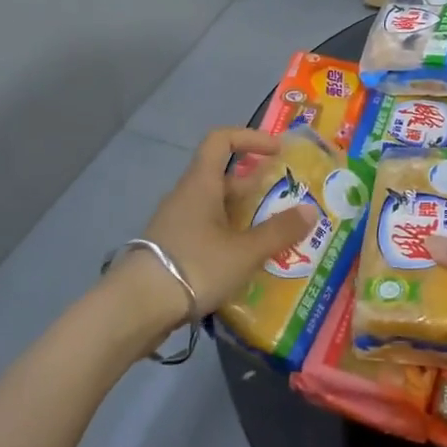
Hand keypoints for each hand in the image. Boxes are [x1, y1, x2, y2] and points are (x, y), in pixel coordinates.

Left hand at [128, 127, 317, 327]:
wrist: (136, 309)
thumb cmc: (194, 266)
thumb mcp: (245, 251)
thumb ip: (279, 231)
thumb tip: (311, 211)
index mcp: (201, 183)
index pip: (221, 140)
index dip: (250, 138)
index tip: (277, 152)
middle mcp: (187, 196)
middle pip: (223, 178)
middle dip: (256, 188)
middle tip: (286, 204)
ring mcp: (175, 224)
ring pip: (216, 209)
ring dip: (244, 218)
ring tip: (274, 238)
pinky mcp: (171, 250)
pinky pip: (206, 233)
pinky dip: (229, 240)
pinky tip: (246, 264)